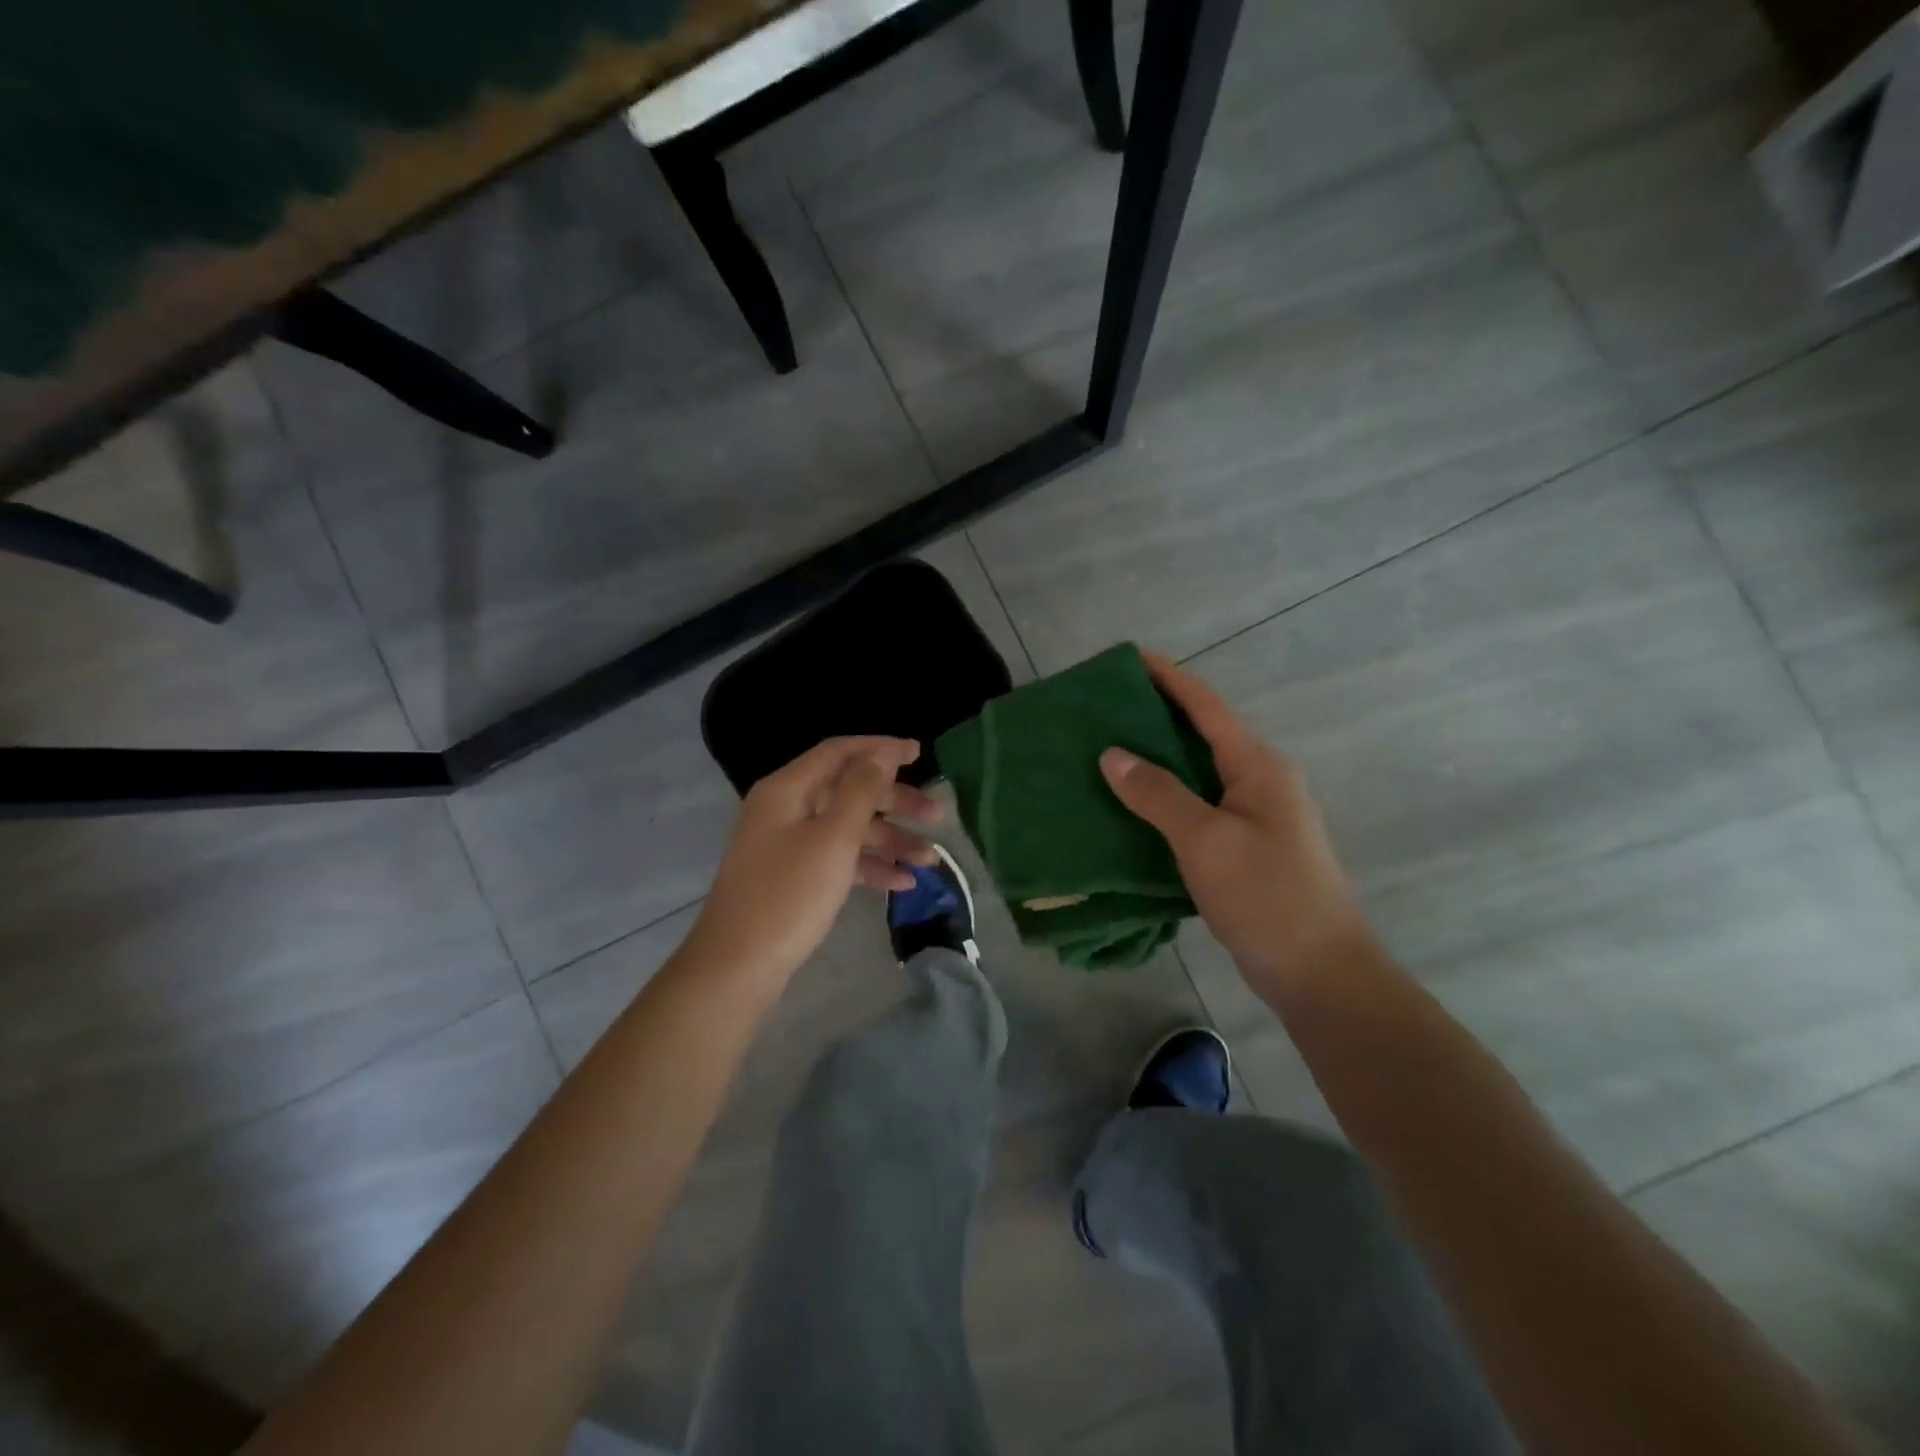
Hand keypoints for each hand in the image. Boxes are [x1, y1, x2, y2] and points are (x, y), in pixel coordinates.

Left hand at [687, 737, 941, 980]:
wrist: (737, 967)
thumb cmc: (788, 895)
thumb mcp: (833, 838)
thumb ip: (861, 791)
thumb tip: (882, 753)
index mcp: (788, 789)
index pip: (839, 752)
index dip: (881, 749)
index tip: (920, 753)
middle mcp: (786, 809)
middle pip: (848, 791)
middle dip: (895, 802)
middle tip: (938, 814)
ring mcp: (788, 845)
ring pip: (848, 828)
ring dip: (890, 840)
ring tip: (931, 861)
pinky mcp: (794, 877)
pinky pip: (838, 858)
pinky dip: (869, 866)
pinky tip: (903, 883)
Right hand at [1100, 652, 1370, 998]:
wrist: (1320, 972)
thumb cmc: (1266, 896)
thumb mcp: (1206, 841)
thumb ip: (1158, 794)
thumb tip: (1112, 754)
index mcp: (1258, 766)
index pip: (1206, 707)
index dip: (1168, 678)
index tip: (1128, 658)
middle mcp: (1260, 781)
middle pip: (1202, 734)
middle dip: (1156, 717)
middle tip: (1103, 710)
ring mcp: (1257, 816)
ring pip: (1198, 773)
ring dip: (1157, 760)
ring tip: (1107, 753)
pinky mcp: (1247, 847)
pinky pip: (1199, 807)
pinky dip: (1165, 799)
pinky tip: (1132, 808)